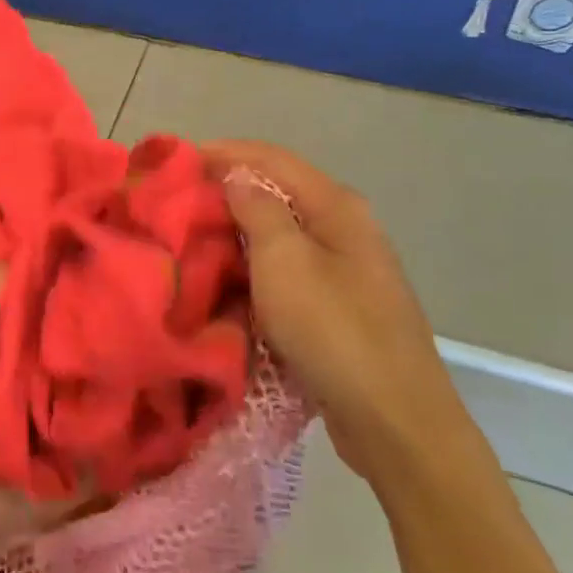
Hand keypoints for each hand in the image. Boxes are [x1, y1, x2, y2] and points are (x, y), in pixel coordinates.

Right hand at [207, 140, 477, 481]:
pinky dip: (254, 269)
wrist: (394, 419)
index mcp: (337, 207)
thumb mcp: (284, 261)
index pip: (272, 159)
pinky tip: (227, 280)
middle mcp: (346, 229)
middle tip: (178, 202)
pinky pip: (287, 273)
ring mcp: (346, 270)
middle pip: (278, 194)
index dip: (224, 152)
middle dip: (228, 192)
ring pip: (281, 236)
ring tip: (193, 238)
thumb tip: (238, 177)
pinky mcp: (339, 308)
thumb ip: (257, 210)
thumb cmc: (333, 329)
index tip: (178, 159)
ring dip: (238, 233)